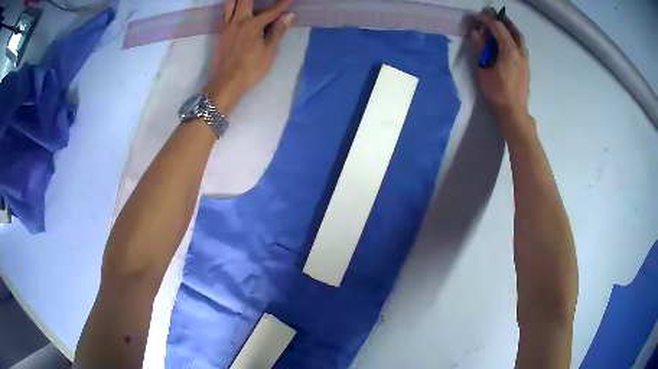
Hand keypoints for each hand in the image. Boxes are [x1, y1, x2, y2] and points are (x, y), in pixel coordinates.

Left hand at [204, 0, 294, 113]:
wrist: (226, 83)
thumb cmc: (251, 69)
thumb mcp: (269, 51)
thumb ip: (277, 31)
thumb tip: (288, 16)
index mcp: (252, 25)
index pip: (271, 11)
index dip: (283, 4)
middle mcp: (238, 21)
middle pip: (244, 0)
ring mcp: (226, 27)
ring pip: (230, 4)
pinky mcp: (219, 34)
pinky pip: (224, 14)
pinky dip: (230, 7)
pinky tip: (234, 8)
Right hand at [470, 9, 531, 134]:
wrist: (515, 112)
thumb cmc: (498, 93)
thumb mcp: (485, 70)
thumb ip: (481, 49)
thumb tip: (475, 32)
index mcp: (510, 51)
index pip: (498, 28)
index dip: (486, 20)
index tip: (476, 17)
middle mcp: (520, 52)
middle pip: (512, 30)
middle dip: (501, 20)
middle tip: (491, 14)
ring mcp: (525, 59)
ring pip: (519, 37)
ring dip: (510, 28)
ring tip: (501, 24)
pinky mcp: (526, 66)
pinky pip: (521, 46)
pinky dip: (514, 37)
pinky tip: (508, 41)